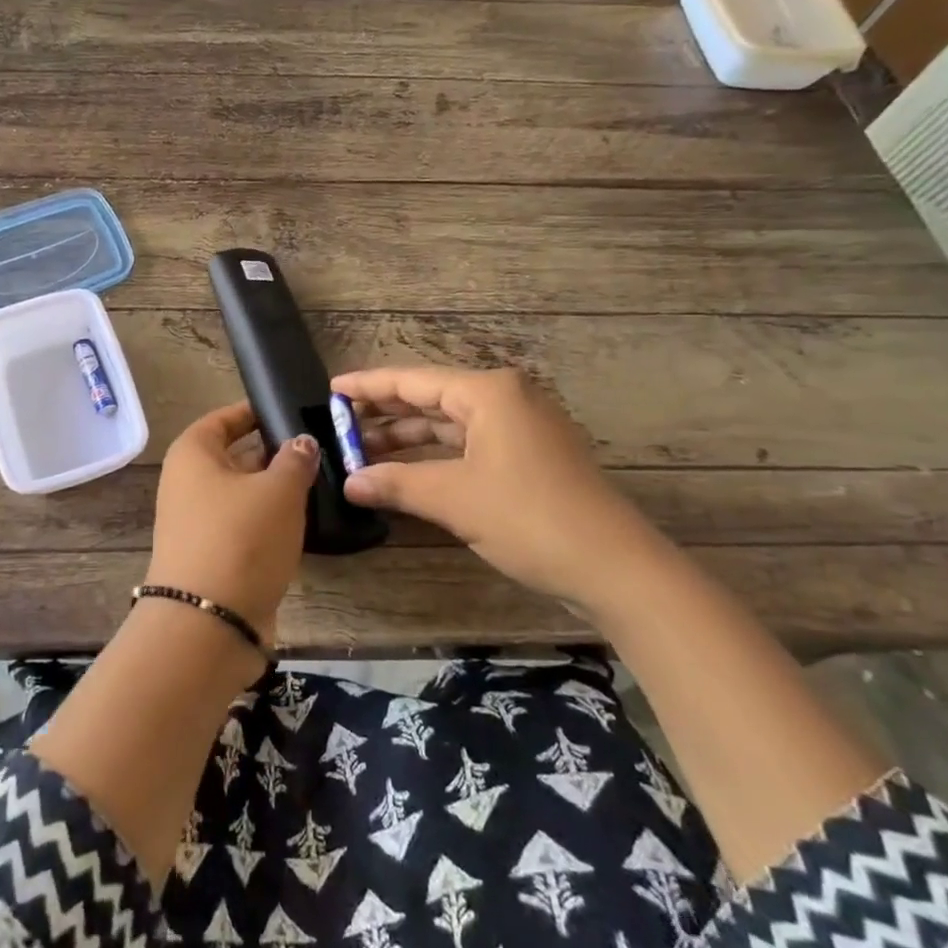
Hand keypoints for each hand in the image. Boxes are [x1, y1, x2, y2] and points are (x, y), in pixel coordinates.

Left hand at [148, 402, 319, 640]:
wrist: (208, 624)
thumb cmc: (240, 538)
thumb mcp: (278, 490)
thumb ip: (295, 459)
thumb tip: (302, 441)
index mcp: (193, 453)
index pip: (225, 418)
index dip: (257, 411)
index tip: (292, 408)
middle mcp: (188, 483)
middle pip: (235, 455)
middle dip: (275, 452)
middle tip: (319, 448)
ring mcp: (197, 522)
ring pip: (243, 493)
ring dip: (276, 490)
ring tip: (321, 481)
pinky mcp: (212, 555)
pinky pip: (244, 525)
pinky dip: (270, 521)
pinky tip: (304, 522)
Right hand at [330, 366, 670, 610]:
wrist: (615, 566)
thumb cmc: (529, 517)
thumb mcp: (454, 498)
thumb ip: (396, 483)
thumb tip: (350, 483)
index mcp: (489, 392)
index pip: (414, 381)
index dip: (369, 385)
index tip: (332, 389)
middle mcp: (507, 399)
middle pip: (432, 399)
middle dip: (386, 415)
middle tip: (341, 426)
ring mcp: (523, 428)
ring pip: (451, 424)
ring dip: (410, 438)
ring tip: (365, 452)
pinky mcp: (531, 456)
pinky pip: (471, 444)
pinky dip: (437, 456)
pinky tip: (408, 471)